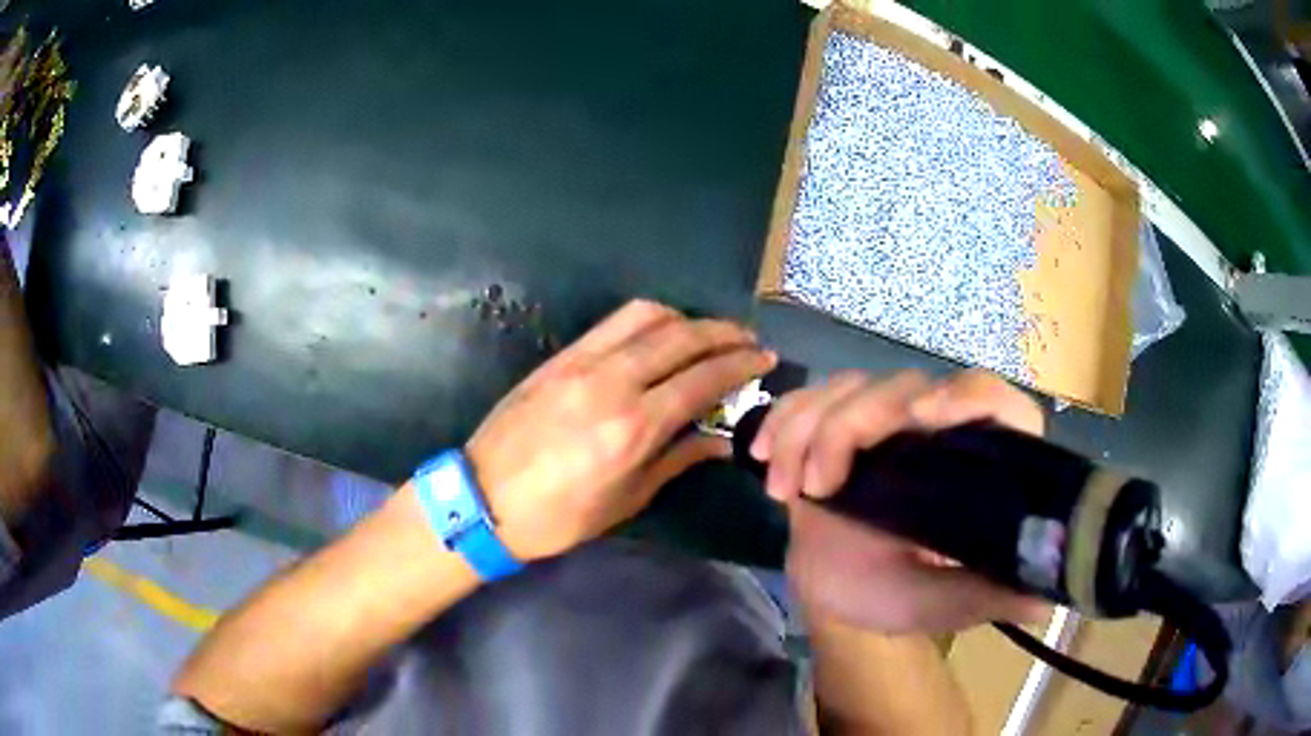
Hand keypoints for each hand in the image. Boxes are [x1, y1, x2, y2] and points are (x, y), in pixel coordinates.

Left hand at [466, 299, 774, 560]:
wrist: (483, 499)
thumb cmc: (559, 515)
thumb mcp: (626, 499)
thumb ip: (677, 459)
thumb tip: (720, 439)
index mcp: (634, 427)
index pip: (703, 380)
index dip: (740, 365)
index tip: (763, 359)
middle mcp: (612, 382)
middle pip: (682, 338)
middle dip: (723, 333)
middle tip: (747, 339)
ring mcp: (582, 362)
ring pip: (647, 316)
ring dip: (686, 318)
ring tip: (706, 334)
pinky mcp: (560, 356)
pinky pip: (612, 323)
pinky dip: (647, 319)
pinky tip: (660, 334)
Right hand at [753, 370, 1048, 633]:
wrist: (833, 586)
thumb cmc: (892, 594)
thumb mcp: (940, 604)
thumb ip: (984, 597)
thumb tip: (1046, 598)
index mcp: (976, 462)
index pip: (997, 404)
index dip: (969, 397)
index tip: (923, 417)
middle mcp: (936, 428)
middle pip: (905, 387)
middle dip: (852, 426)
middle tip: (819, 487)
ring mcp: (883, 421)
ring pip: (849, 386)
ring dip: (806, 429)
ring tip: (787, 490)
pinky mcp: (837, 422)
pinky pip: (808, 399)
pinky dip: (782, 422)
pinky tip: (763, 460)